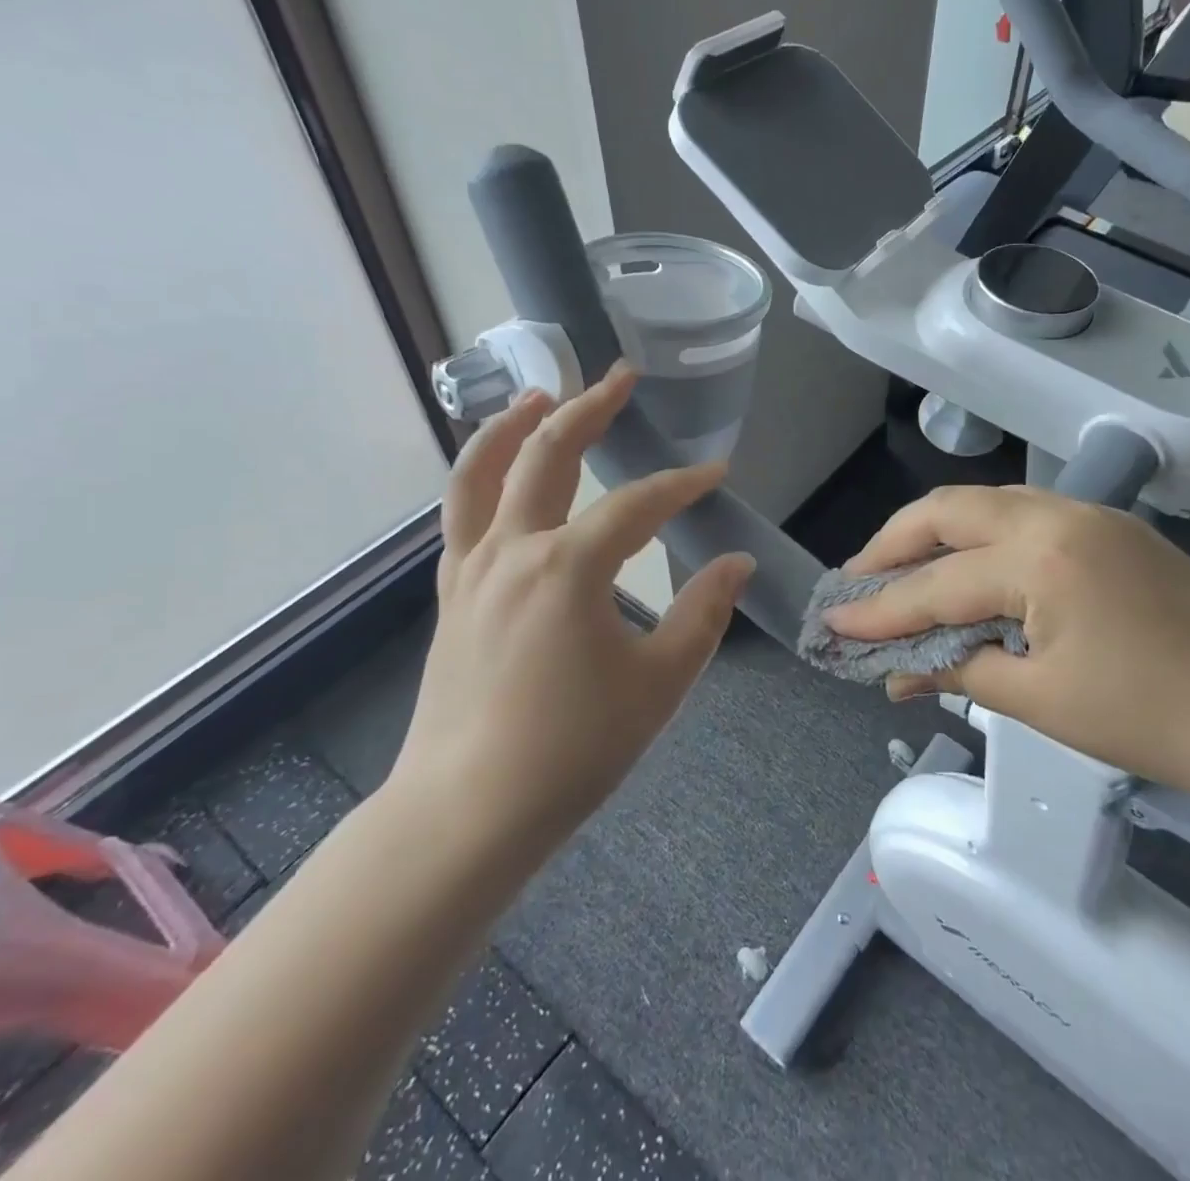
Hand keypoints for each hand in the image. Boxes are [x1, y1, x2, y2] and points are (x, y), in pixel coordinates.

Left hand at [391, 363, 753, 862]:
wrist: (468, 812)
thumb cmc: (574, 748)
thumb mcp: (660, 682)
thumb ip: (704, 614)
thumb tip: (736, 563)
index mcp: (569, 567)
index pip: (639, 505)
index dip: (683, 485)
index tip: (716, 475)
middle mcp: (514, 549)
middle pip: (548, 454)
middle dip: (590, 409)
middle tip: (621, 377)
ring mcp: (473, 569)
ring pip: (482, 472)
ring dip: (513, 425)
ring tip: (541, 394)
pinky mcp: (453, 594)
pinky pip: (462, 515)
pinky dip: (481, 477)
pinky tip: (501, 474)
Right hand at [824, 485, 1189, 815]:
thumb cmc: (1152, 718)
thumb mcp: (1041, 702)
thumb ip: (959, 672)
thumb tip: (895, 674)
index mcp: (1041, 559)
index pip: (937, 584)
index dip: (881, 609)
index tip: (833, 622)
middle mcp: (1057, 515)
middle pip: (948, 511)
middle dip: (893, 544)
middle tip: (857, 580)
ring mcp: (1087, 513)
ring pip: (984, 503)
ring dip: (934, 533)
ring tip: (898, 569)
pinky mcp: (1107, 526)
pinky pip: (1021, 514)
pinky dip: (978, 536)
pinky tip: (964, 567)